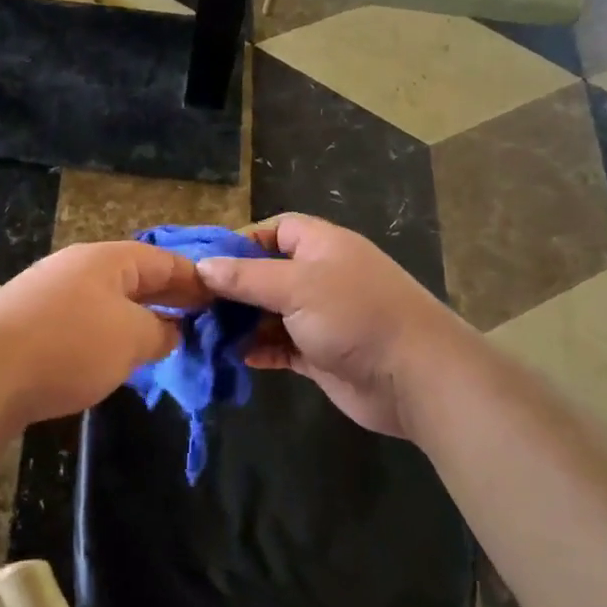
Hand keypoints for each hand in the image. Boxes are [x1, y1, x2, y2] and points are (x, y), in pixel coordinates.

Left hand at [0, 241, 209, 433]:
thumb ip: (160, 331)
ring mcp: (51, 296)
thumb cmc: (69, 345)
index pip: (163, 261)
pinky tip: (120, 359)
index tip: (222, 298)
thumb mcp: (131, 337)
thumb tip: (171, 331)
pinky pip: (85, 325)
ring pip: (109, 303)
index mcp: (106, 260)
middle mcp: (78, 269)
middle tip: (203, 321)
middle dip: (169, 299)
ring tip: (169, 342)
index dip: (195, 279)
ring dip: (140, 320)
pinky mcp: (33, 327)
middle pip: (135, 278)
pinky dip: (110, 337)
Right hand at [194, 213, 471, 439]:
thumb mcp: (296, 286)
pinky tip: (233, 357)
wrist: (415, 377)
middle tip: (192, 302)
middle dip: (233, 287)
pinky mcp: (321, 354)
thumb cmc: (355, 315)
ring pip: (270, 313)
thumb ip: (247, 277)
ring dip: (241, 322)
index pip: (275, 229)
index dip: (241, 241)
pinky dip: (258, 350)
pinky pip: (280, 346)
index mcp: (321, 246)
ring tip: (203, 332)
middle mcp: (320, 277)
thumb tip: (203, 266)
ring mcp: (321, 317)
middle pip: (267, 273)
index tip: (205, 262)